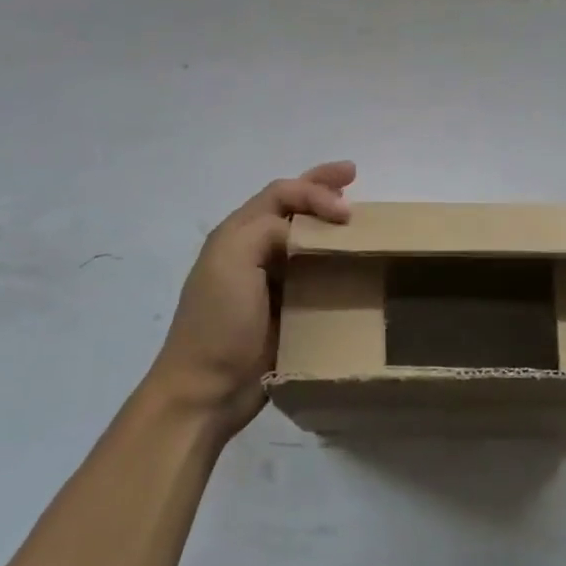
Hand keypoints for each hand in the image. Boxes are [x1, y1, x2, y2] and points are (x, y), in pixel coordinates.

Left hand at [146, 162, 355, 436]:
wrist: (207, 390)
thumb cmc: (218, 321)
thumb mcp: (233, 260)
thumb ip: (268, 230)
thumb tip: (305, 231)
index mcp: (238, 234)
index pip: (281, 194)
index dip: (314, 190)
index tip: (346, 210)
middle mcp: (254, 251)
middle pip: (292, 207)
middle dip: (321, 188)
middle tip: (353, 174)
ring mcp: (270, 282)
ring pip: (306, 239)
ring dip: (330, 224)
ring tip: (359, 217)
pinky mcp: (286, 311)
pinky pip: (314, 276)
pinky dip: (334, 263)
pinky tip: (354, 266)